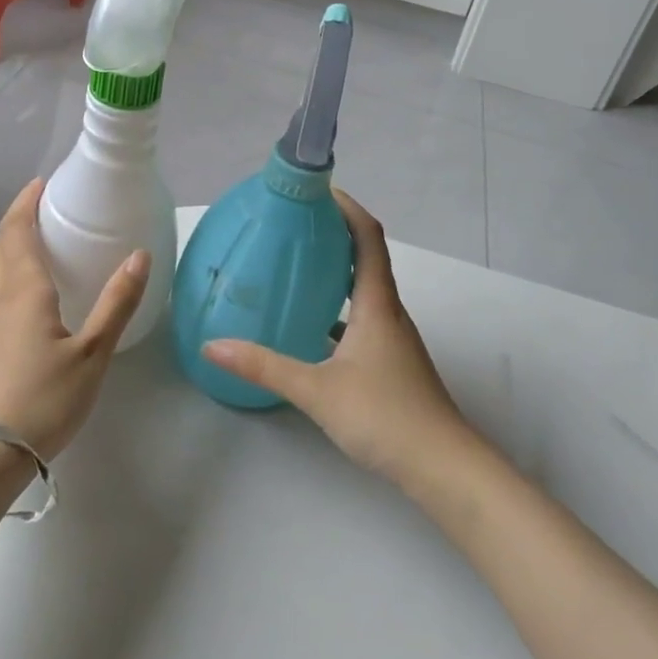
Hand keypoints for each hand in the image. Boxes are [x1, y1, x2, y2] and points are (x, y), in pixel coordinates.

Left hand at [0, 179, 150, 461]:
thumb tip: (139, 256)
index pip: (18, 230)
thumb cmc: (42, 399)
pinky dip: (8, 274)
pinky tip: (27, 297)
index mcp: (25, 290)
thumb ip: (116, 304)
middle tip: (43, 208)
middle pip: (0, 245)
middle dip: (17, 220)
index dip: (27, 203)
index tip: (42, 183)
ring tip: (37, 244)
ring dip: (10, 246)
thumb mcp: (92, 354)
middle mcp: (0, 298)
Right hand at [203, 189, 468, 482]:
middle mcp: (388, 312)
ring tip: (295, 267)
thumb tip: (213, 345)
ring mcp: (392, 339)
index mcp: (377, 304)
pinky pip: (361, 319)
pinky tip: (310, 327)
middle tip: (293, 224)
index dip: (347, 208)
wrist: (444, 469)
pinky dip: (337, 309)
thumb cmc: (385, 416)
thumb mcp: (317, 390)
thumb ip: (264, 367)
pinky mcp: (390, 363)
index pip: (367, 237)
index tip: (317, 189)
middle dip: (334, 234)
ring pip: (363, 290)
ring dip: (336, 271)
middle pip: (366, 257)